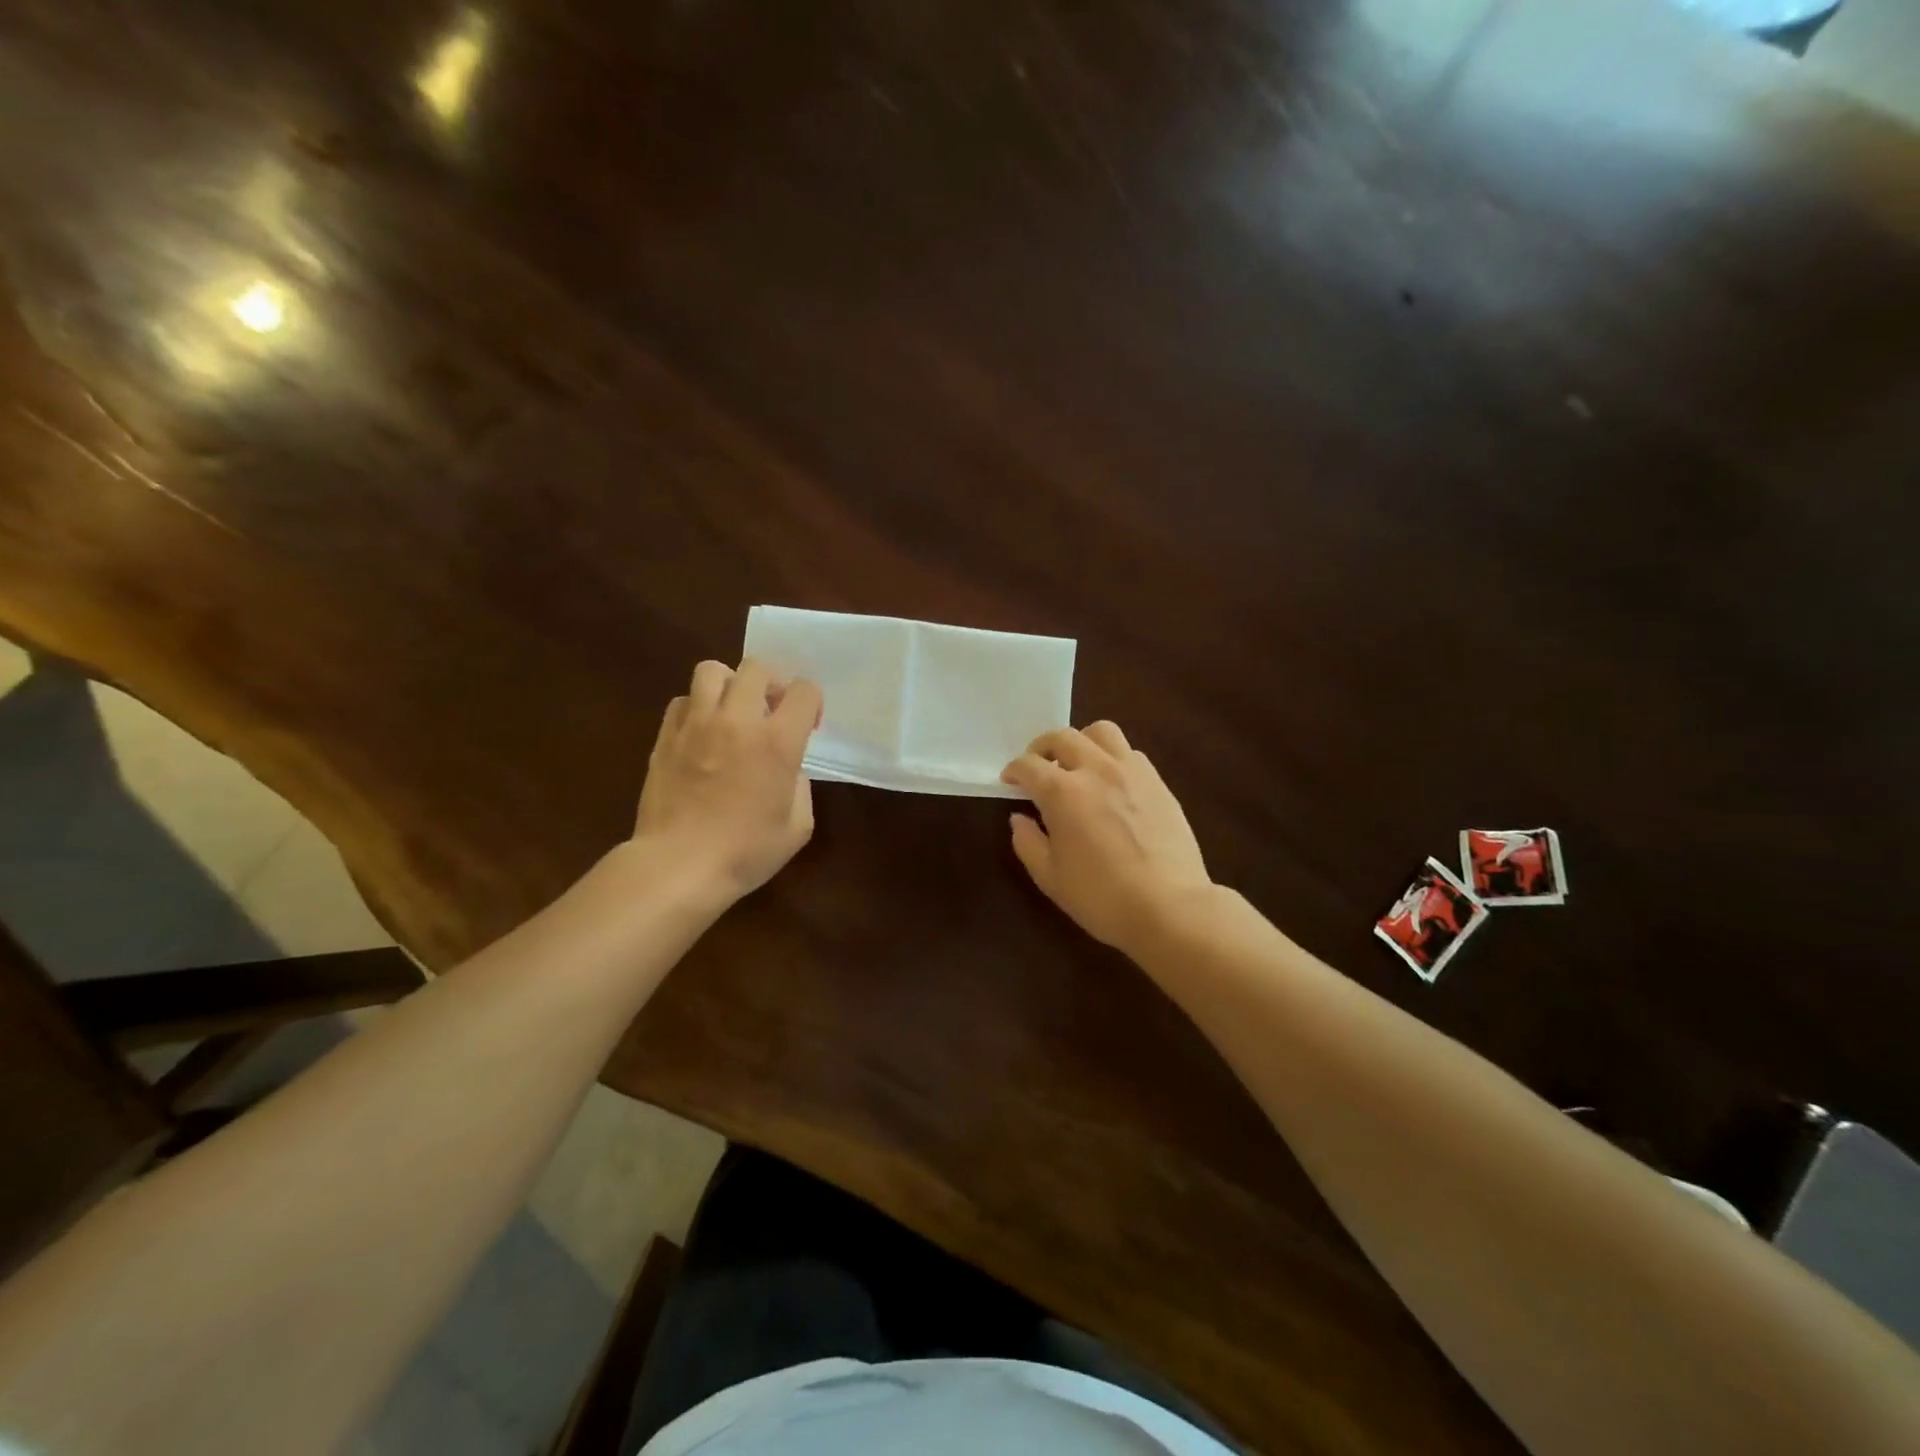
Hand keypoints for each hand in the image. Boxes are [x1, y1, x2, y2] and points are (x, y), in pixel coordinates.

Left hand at [634, 657, 822, 900]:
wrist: (679, 866)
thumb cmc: (746, 852)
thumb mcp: (797, 827)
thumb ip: (800, 786)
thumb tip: (788, 769)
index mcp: (777, 742)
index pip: (804, 690)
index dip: (811, 702)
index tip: (808, 725)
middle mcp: (738, 721)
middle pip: (757, 668)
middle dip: (772, 684)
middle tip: (771, 712)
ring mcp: (697, 724)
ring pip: (712, 671)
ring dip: (730, 685)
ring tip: (732, 711)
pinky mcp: (666, 736)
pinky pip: (682, 701)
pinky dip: (696, 707)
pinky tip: (701, 733)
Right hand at [1001, 722, 1212, 955]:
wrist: (1170, 907)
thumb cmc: (1102, 897)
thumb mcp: (1050, 877)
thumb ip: (1027, 842)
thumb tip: (1019, 818)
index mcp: (1063, 792)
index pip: (1029, 765)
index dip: (1014, 770)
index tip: (1009, 780)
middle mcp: (1096, 770)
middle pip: (1063, 737)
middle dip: (1042, 747)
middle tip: (1037, 766)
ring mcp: (1131, 771)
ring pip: (1101, 732)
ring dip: (1081, 741)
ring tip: (1077, 764)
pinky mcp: (1158, 781)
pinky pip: (1130, 752)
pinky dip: (1112, 757)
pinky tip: (1111, 782)